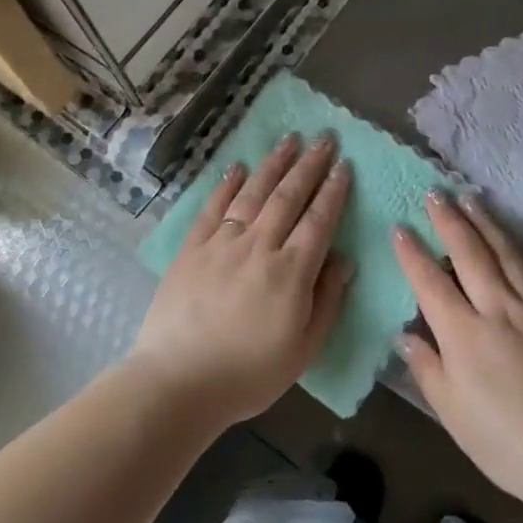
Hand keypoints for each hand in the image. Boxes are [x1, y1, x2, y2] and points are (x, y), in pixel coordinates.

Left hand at [127, 132, 350, 427]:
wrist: (177, 383)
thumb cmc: (248, 374)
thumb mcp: (303, 349)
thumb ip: (328, 301)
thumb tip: (345, 260)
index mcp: (291, 272)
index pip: (319, 220)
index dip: (333, 191)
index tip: (343, 166)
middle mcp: (259, 246)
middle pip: (289, 197)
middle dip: (309, 165)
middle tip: (324, 139)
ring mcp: (222, 244)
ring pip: (253, 193)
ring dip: (274, 164)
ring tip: (289, 140)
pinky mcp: (192, 249)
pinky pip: (212, 208)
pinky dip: (226, 185)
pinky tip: (237, 166)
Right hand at [393, 192, 522, 510]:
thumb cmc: (506, 443)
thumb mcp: (452, 414)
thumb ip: (427, 369)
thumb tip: (404, 334)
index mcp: (464, 334)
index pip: (430, 283)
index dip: (411, 254)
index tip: (399, 226)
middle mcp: (499, 308)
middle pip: (470, 255)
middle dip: (449, 221)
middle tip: (436, 193)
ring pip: (510, 254)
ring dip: (490, 223)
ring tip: (474, 198)